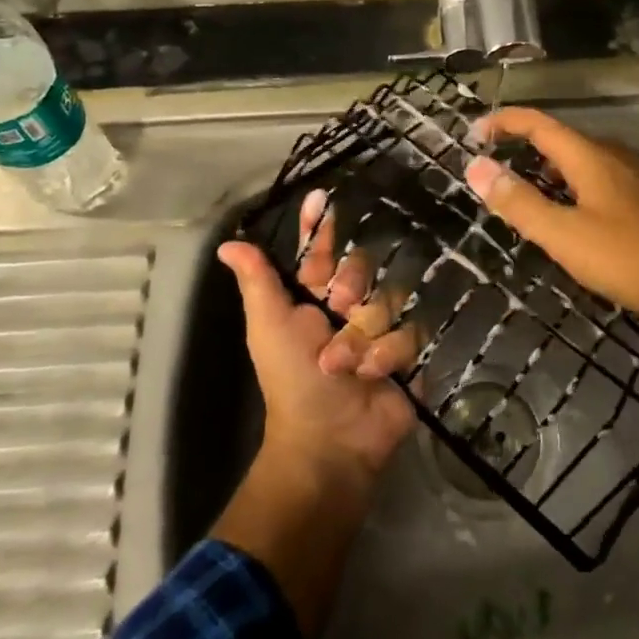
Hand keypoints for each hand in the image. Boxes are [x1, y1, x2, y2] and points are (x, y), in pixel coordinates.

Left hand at [212, 213, 418, 638]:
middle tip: (339, 307)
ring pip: (389, 299)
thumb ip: (258, 282)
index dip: (320, 227)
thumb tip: (227, 244)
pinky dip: (389, 354)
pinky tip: (375, 375)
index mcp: (313, 297)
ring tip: (345, 364)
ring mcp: (381, 328)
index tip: (321, 198)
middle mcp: (349, 306)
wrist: (330, 440)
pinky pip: (411, 331)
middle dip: (352, 287)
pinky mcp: (408, 351)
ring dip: (365, 335)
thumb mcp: (269, 327)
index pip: (320, 251)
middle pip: (363, 268)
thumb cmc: (292, 380)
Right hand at [463, 107, 638, 341]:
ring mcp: (636, 177)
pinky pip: (599, 178)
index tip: (472, 134)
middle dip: (523, 146)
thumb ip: (519, 202)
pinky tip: (569, 213)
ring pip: (581, 159)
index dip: (504, 122)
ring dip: (547, 167)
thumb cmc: (629, 260)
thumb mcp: (564, 236)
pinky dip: (571, 184)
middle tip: (492, 167)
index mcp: (591, 156)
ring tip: (523, 190)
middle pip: (560, 139)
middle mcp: (615, 156)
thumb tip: (475, 167)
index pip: (539, 123)